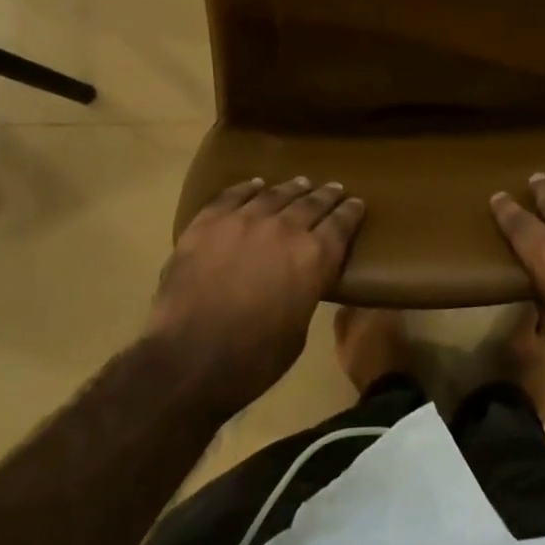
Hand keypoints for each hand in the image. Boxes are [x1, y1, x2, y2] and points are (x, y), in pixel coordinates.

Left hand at [146, 177, 365, 418]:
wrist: (187, 361)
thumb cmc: (251, 360)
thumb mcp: (298, 331)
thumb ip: (306, 291)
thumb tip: (302, 277)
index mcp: (313, 257)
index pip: (340, 224)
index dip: (351, 212)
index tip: (357, 203)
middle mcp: (284, 228)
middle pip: (311, 203)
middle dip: (326, 195)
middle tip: (335, 189)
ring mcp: (244, 220)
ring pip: (275, 194)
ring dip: (292, 188)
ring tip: (301, 183)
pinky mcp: (209, 223)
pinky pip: (233, 195)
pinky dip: (248, 188)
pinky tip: (256, 185)